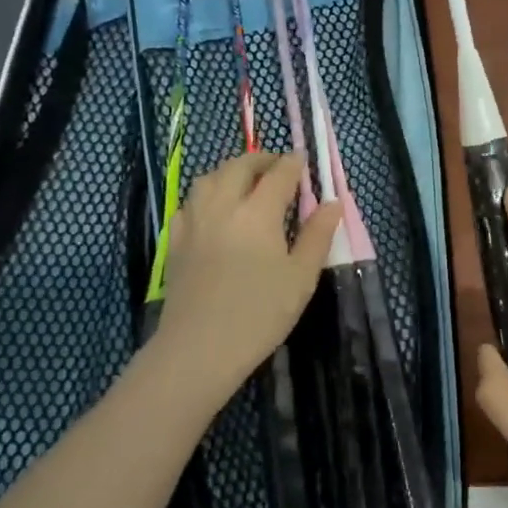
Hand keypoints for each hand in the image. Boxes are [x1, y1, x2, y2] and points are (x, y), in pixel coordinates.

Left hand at [154, 152, 341, 396]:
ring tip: (245, 182)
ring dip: (230, 171)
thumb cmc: (260, 313)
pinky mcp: (175, 241)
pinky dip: (206, 195)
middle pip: (239, 167)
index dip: (293, 164)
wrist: (200, 347)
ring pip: (208, 179)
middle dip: (260, 159)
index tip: (303, 161)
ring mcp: (193, 222)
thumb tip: (333, 202)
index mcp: (258, 212)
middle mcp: (222, 206)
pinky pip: (189, 203)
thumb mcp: (301, 277)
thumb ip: (317, 236)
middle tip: (276, 166)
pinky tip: (213, 210)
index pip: (278, 174)